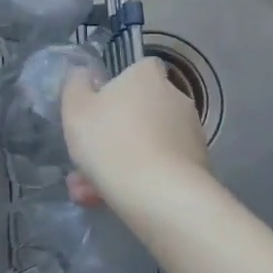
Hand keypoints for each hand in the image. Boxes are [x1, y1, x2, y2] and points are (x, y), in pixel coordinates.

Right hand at [62, 57, 209, 210]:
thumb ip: (75, 85)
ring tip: (88, 193)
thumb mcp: (76, 110)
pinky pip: (160, 168)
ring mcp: (190, 134)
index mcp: (147, 77)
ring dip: (121, 162)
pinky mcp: (197, 167)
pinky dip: (139, 181)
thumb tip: (83, 73)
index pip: (139, 70)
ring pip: (146, 144)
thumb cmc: (111, 142)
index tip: (100, 108)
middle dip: (113, 135)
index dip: (118, 88)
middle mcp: (175, 98)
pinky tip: (111, 202)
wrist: (161, 196)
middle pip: (140, 111)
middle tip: (86, 160)